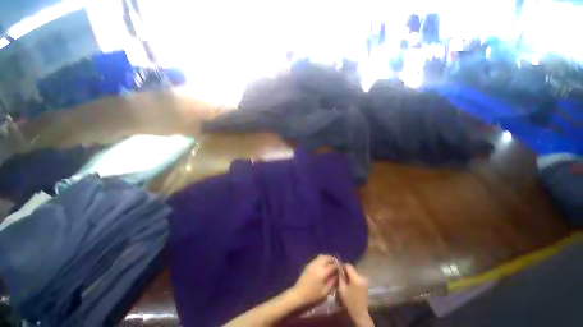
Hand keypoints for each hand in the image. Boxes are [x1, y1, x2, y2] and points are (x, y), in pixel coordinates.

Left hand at [291, 255, 337, 305]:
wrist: (299, 293)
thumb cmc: (313, 295)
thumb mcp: (325, 292)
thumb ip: (332, 282)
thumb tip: (337, 275)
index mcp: (322, 272)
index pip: (333, 265)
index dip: (338, 266)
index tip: (341, 268)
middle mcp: (317, 265)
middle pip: (327, 257)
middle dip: (333, 259)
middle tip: (337, 264)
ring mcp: (312, 263)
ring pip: (322, 256)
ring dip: (328, 258)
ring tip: (331, 263)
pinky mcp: (309, 264)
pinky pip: (317, 258)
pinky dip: (322, 259)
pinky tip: (324, 265)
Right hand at [338, 264, 372, 326]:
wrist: (360, 312)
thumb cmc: (349, 301)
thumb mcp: (342, 289)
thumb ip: (340, 277)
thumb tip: (338, 268)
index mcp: (356, 278)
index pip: (348, 265)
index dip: (342, 266)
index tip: (338, 270)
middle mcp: (362, 277)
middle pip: (352, 269)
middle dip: (345, 271)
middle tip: (340, 277)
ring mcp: (365, 280)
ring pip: (354, 272)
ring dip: (349, 275)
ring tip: (345, 281)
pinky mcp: (365, 283)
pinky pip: (357, 276)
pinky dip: (353, 278)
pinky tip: (350, 284)